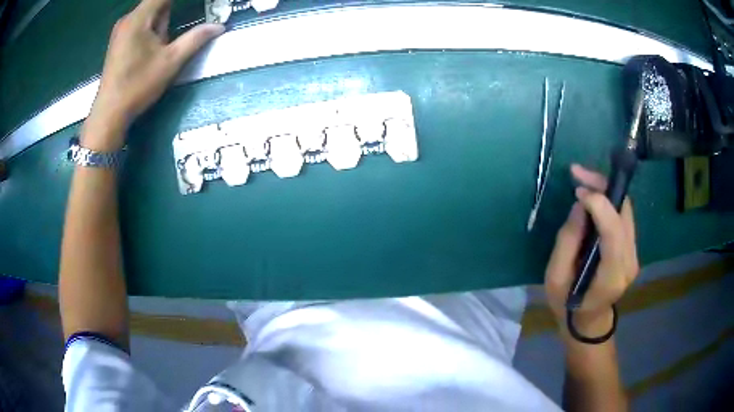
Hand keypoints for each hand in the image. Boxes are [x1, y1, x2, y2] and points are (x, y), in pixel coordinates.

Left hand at [83, 0, 223, 149]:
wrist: (109, 114)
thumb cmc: (137, 86)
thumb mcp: (170, 62)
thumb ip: (195, 39)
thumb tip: (220, 26)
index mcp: (139, 18)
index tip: (201, 2)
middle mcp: (128, 19)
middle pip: (157, 2)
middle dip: (173, 10)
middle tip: (179, 31)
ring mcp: (122, 30)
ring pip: (150, 14)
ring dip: (164, 19)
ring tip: (166, 41)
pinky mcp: (119, 41)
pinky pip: (141, 24)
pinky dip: (154, 26)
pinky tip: (159, 41)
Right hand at [545, 164, 638, 333]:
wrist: (588, 320)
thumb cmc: (567, 304)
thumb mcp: (556, 278)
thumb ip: (568, 241)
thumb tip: (581, 205)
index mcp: (611, 276)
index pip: (614, 232)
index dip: (600, 205)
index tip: (578, 191)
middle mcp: (629, 262)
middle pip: (624, 212)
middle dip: (603, 187)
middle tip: (578, 174)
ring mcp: (634, 254)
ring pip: (626, 209)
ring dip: (606, 189)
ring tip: (583, 180)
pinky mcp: (632, 248)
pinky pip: (624, 216)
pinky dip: (609, 200)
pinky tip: (593, 196)